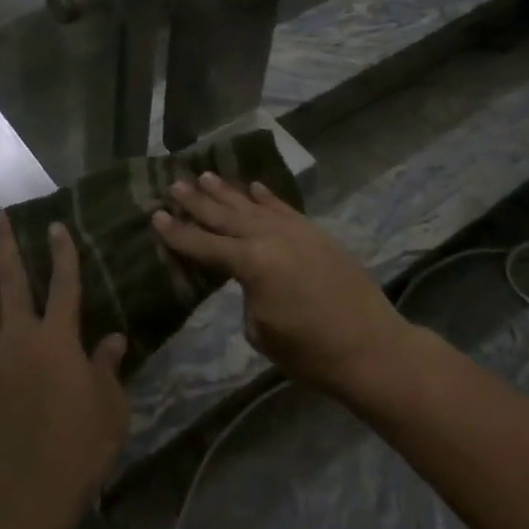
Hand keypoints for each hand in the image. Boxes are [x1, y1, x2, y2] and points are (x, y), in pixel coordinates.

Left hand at [0, 210, 127, 528]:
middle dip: (3, 243)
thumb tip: (114, 338)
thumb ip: (107, 367)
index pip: (65, 285)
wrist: (27, 491)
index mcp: (60, 338)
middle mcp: (22, 336)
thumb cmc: (79, 447)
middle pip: (12, 280)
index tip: (55, 225)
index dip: (62, 254)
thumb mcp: (109, 407)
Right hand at [152, 174, 406, 397]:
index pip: (204, 244)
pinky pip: (283, 208)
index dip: (177, 233)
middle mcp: (269, 237)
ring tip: (206, 176)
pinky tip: (253, 187)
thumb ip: (247, 296)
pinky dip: (266, 197)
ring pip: (252, 205)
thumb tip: (249, 282)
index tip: (155, 215)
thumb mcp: (261, 332)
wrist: (372, 348)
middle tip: (175, 184)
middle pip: (225, 216)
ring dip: (227, 192)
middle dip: (197, 201)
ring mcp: (295, 231)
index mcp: (251, 263)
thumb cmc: (310, 352)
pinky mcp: (315, 234)